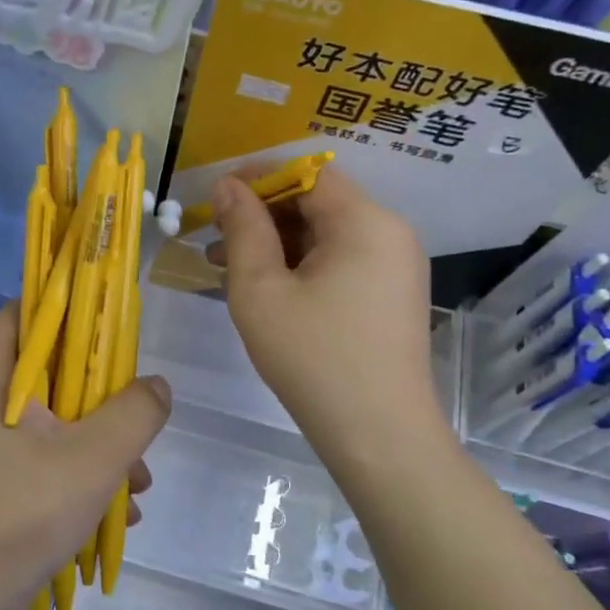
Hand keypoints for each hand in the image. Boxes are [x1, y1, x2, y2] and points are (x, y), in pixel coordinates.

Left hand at [0, 304, 171, 609]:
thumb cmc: (17, 516)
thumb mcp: (89, 460)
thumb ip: (133, 414)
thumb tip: (156, 386)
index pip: (24, 315)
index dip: (69, 308)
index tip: (114, 324)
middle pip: (50, 374)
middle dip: (102, 397)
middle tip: (138, 416)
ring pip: (57, 424)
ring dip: (102, 445)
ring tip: (139, 482)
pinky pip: (49, 463)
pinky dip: (83, 477)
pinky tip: (119, 511)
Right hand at [211, 167, 442, 447]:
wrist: (379, 436)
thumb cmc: (313, 359)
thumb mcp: (261, 291)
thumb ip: (243, 229)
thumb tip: (228, 186)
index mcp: (365, 222)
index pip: (308, 173)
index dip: (258, 177)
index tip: (215, 197)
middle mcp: (390, 233)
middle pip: (319, 202)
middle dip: (263, 213)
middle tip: (214, 237)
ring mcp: (396, 266)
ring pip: (327, 234)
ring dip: (277, 242)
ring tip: (225, 266)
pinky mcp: (391, 295)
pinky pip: (341, 261)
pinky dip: (301, 265)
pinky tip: (264, 289)